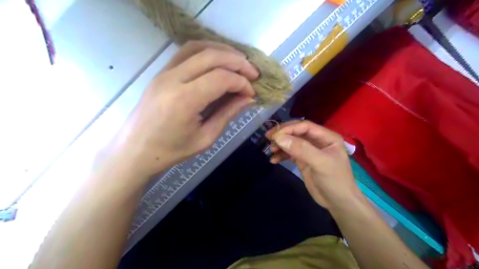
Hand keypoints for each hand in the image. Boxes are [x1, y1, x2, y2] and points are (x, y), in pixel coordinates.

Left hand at [110, 40, 258, 178]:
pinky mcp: (161, 72)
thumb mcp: (206, 138)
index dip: (241, 83)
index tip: (252, 93)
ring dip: (223, 51)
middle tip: (253, 73)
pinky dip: (206, 51)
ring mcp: (164, 72)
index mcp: (185, 100)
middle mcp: (173, 79)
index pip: (221, 78)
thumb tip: (248, 98)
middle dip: (238, 62)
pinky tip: (218, 60)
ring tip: (239, 62)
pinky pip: (186, 52)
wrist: (135, 150)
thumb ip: (228, 114)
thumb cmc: (171, 151)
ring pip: (198, 47)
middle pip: (212, 56)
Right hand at [263, 120, 360, 209]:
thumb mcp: (320, 163)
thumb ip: (301, 149)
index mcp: (327, 137)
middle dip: (283, 134)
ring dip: (280, 145)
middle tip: (268, 137)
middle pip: (297, 132)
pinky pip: (290, 154)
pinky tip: (273, 160)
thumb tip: (279, 138)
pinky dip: (281, 155)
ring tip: (271, 150)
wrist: (338, 203)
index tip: (275, 135)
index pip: (305, 126)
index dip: (289, 128)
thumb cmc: (334, 181)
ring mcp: (310, 151)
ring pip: (292, 142)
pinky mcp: (303, 161)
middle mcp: (318, 141)